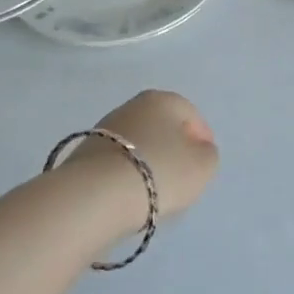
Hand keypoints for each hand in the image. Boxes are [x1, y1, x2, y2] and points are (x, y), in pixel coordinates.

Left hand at [71, 90, 219, 226]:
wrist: (97, 194)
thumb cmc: (160, 172)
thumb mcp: (203, 165)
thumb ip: (208, 154)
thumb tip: (197, 150)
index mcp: (163, 99)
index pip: (191, 114)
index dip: (202, 139)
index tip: (204, 163)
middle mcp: (132, 105)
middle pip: (162, 127)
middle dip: (173, 148)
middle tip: (181, 176)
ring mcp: (104, 128)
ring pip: (138, 143)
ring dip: (149, 161)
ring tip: (155, 189)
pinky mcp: (85, 152)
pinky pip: (118, 161)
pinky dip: (127, 173)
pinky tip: (130, 193)